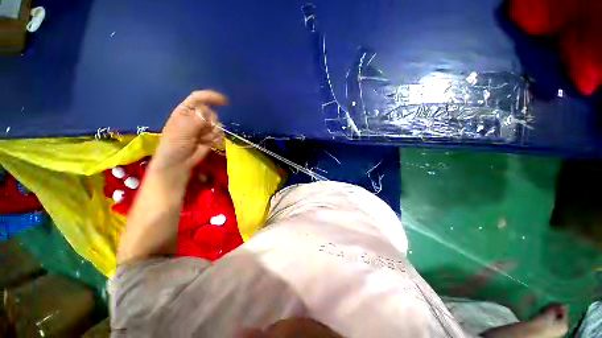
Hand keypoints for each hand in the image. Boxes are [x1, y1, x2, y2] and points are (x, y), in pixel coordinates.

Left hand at [152, 90, 227, 173]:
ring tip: (202, 141)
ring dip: (212, 134)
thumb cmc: (174, 145)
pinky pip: (220, 135)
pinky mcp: (211, 137)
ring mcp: (205, 128)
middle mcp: (196, 117)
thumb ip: (197, 120)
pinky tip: (208, 144)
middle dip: (209, 124)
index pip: (199, 98)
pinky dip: (216, 140)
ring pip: (218, 125)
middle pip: (212, 114)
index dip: (211, 97)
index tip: (225, 102)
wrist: (179, 163)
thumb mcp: (183, 131)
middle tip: (200, 134)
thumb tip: (209, 113)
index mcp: (185, 111)